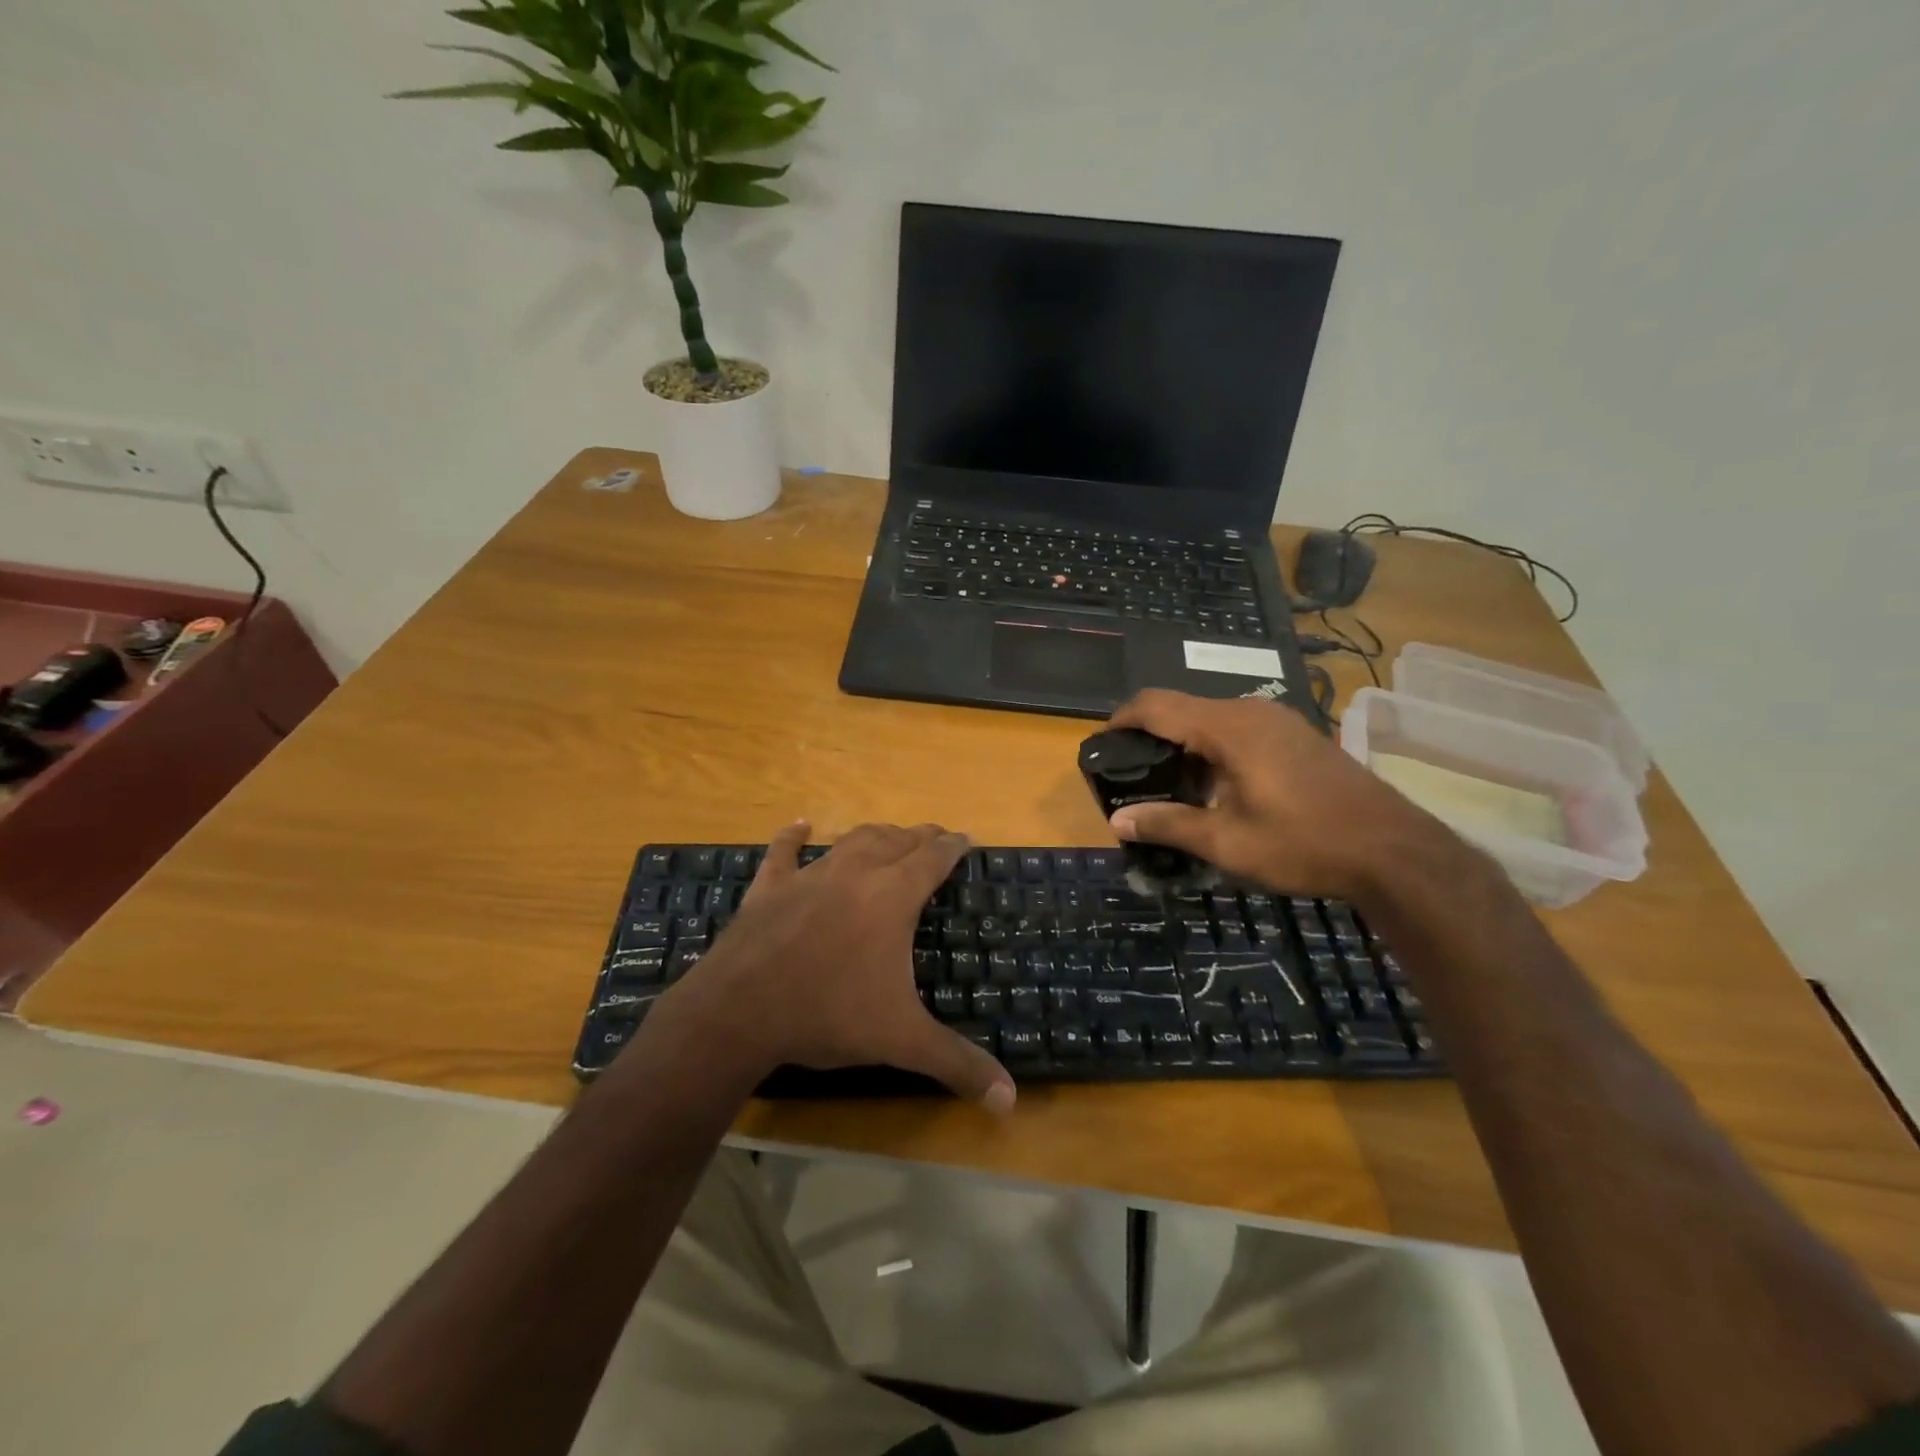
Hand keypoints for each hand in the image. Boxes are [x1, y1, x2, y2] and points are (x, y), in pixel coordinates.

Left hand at [658, 821, 1015, 1112]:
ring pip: (852, 840)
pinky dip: (793, 836)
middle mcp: (856, 873)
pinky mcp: (770, 886)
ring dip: (876, 834)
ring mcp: (809, 875)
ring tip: (890, 835)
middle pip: (896, 841)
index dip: (951, 846)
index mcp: (892, 896)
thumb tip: (1010, 1102)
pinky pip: (783, 851)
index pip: (932, 858)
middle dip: (919, 836)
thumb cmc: (828, 1015)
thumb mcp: (901, 1040)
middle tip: (934, 836)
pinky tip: (800, 825)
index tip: (964, 837)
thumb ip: (957, 1064)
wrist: (740, 1011)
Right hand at [1106, 689, 1444, 900]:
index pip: (1156, 705)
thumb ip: (1169, 825)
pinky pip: (1239, 728)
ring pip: (1212, 718)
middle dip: (1151, 734)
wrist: (1394, 850)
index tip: (1101, 744)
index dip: (1121, 719)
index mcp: (1228, 728)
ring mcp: (1279, 720)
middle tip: (1132, 773)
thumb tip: (1118, 822)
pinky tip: (1216, 785)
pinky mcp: (1297, 735)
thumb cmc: (1304, 843)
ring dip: (1184, 743)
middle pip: (1183, 708)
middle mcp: (1251, 711)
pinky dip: (1213, 747)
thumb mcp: (1228, 841)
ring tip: (1169, 784)